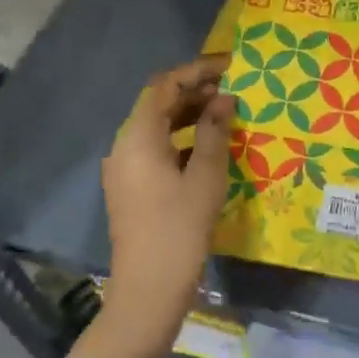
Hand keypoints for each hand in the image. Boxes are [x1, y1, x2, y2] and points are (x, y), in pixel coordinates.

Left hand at [99, 55, 235, 351]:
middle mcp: (125, 145)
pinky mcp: (131, 187)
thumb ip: (214, 132)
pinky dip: (182, 139)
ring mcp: (125, 168)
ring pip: (158, 127)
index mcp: (138, 137)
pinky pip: (156, 148)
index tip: (229, 67)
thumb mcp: (206, 177)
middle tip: (233, 89)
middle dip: (195, 92)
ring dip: (190, 115)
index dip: (196, 71)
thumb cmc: (179, 229)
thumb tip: (224, 99)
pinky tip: (209, 147)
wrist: (148, 290)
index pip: (164, 85)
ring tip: (226, 114)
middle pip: (158, 104)